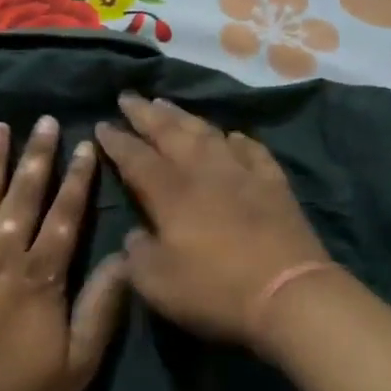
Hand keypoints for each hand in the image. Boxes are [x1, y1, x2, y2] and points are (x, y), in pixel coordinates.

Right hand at [95, 92, 332, 350]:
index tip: (102, 124)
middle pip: (170, 133)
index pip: (135, 157)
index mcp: (170, 192)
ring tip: (166, 104)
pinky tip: (232, 136)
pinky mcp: (274, 184)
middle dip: (145, 114)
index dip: (116, 140)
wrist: (289, 293)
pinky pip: (252, 150)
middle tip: (128, 97)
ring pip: (208, 133)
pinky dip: (237, 140)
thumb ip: (137, 254)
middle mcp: (204, 171)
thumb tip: (135, 235)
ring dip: (184, 116)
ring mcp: (242, 173)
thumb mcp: (157, 283)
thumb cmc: (215, 289)